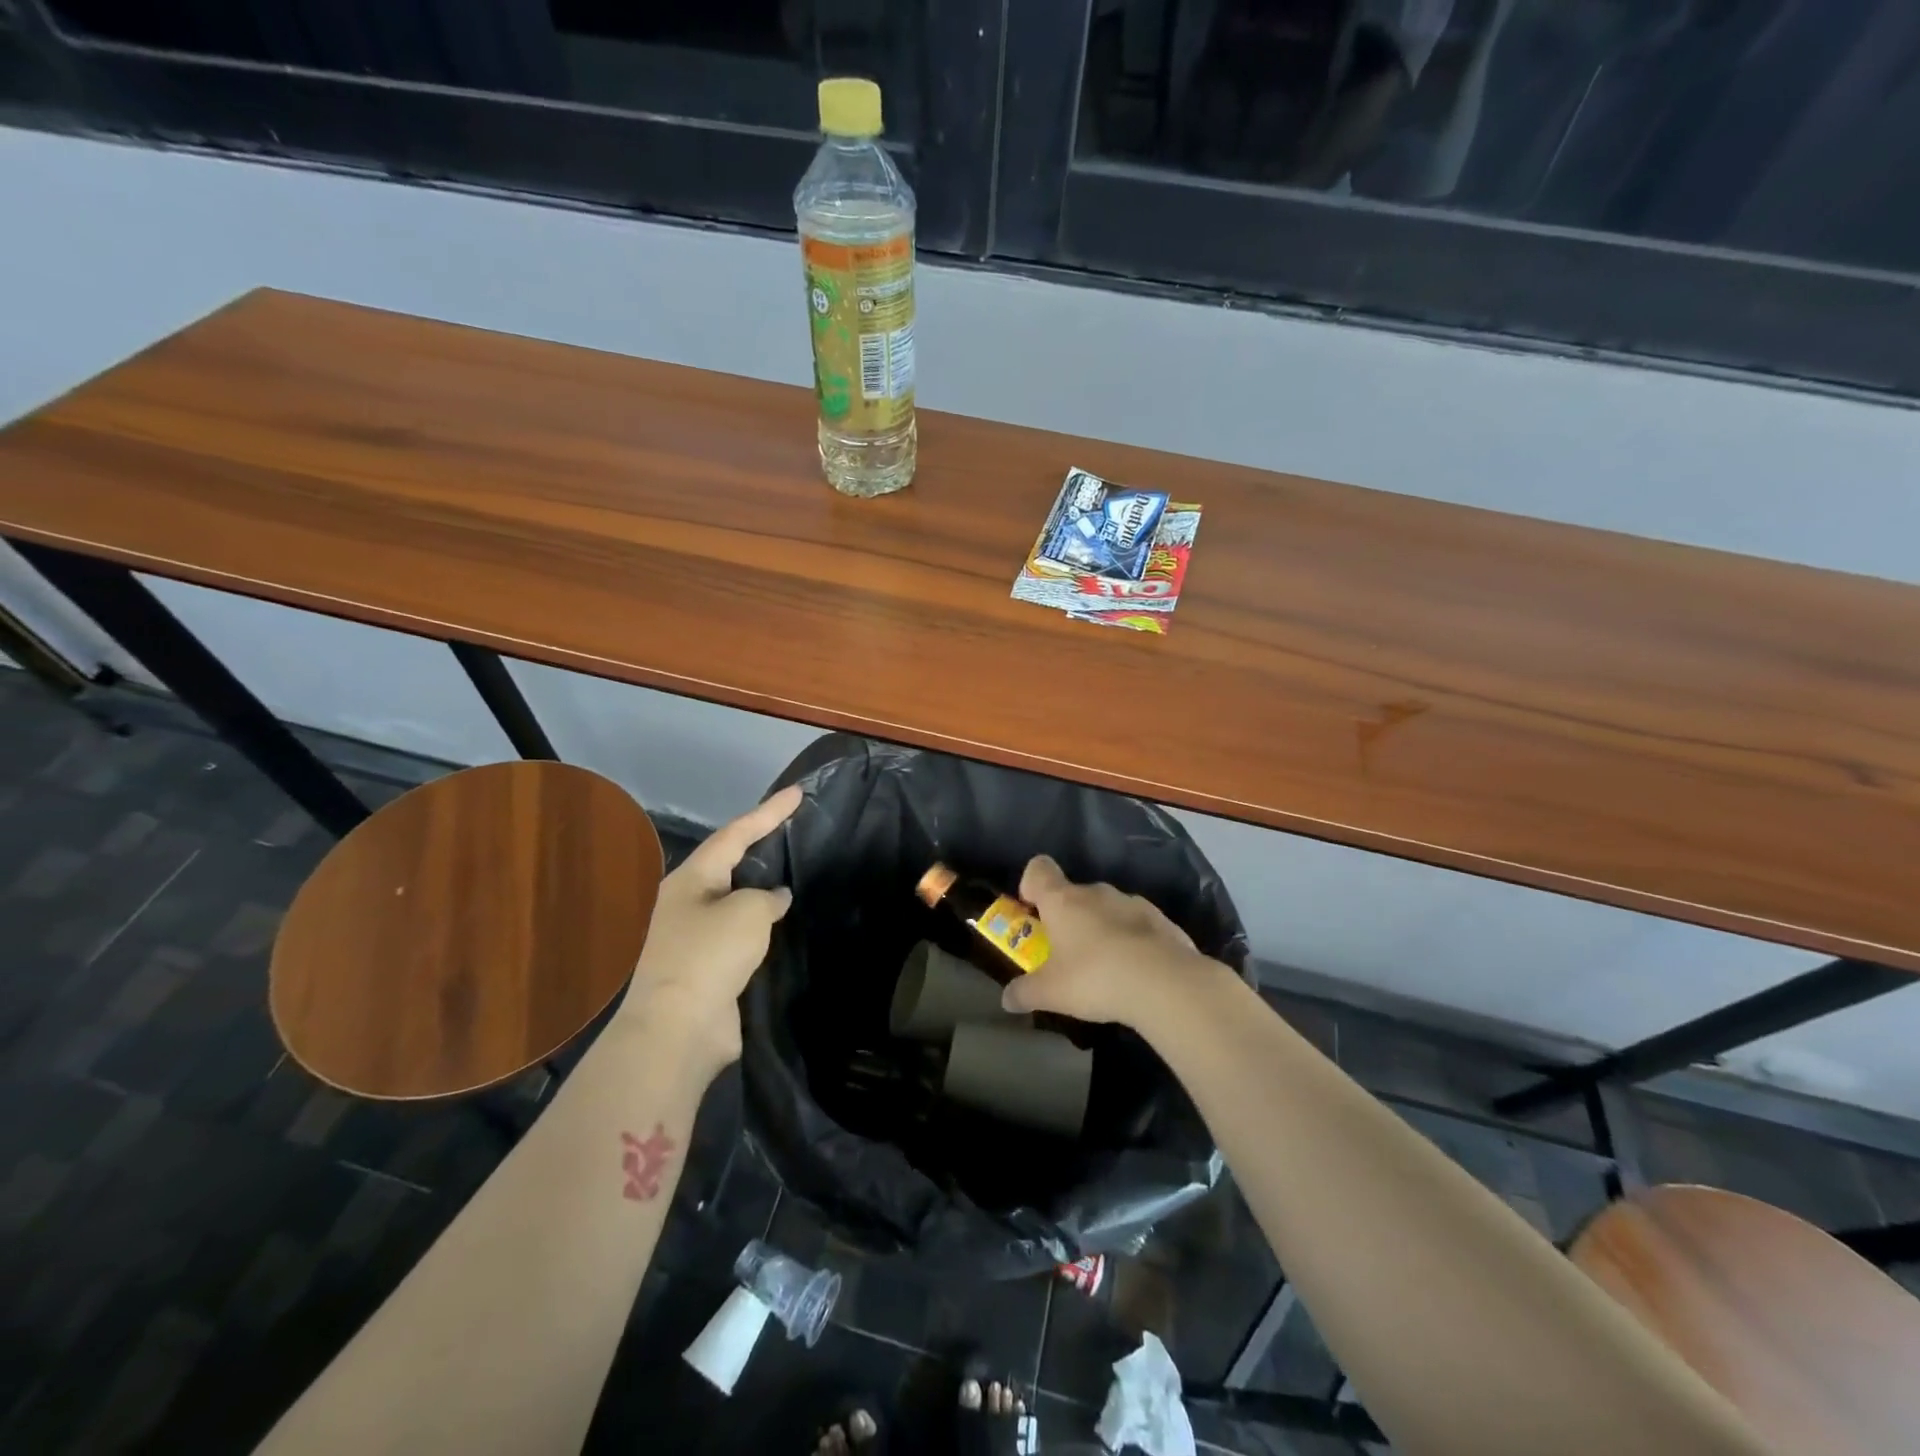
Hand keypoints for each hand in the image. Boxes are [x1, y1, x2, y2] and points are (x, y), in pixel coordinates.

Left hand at [620, 785, 800, 1071]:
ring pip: (735, 902)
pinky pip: (739, 936)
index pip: (735, 834)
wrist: (677, 1030)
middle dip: (761, 847)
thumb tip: (775, 899)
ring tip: (796, 876)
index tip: (797, 792)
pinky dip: (761, 928)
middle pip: (730, 864)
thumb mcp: (748, 913)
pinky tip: (783, 927)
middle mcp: (686, 903)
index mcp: (690, 880)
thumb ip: (768, 897)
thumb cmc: (709, 956)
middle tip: (794, 831)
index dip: (768, 811)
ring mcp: (692, 938)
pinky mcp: (705, 969)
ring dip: (763, 891)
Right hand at [999, 855, 1218, 1026]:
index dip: (1031, 883)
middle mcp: (1096, 892)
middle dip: (1068, 918)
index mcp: (1063, 900)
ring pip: (1108, 909)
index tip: (1032, 908)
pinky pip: (1138, 926)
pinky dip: (1132, 942)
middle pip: (1074, 893)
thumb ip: (1025, 992)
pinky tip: (1136, 974)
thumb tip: (1006, 999)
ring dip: (1102, 929)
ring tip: (1105, 968)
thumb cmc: (1095, 978)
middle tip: (1066, 953)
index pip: (1038, 868)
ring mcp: (1133, 903)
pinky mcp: (1162, 921)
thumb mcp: (1050, 993)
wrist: (1165, 983)